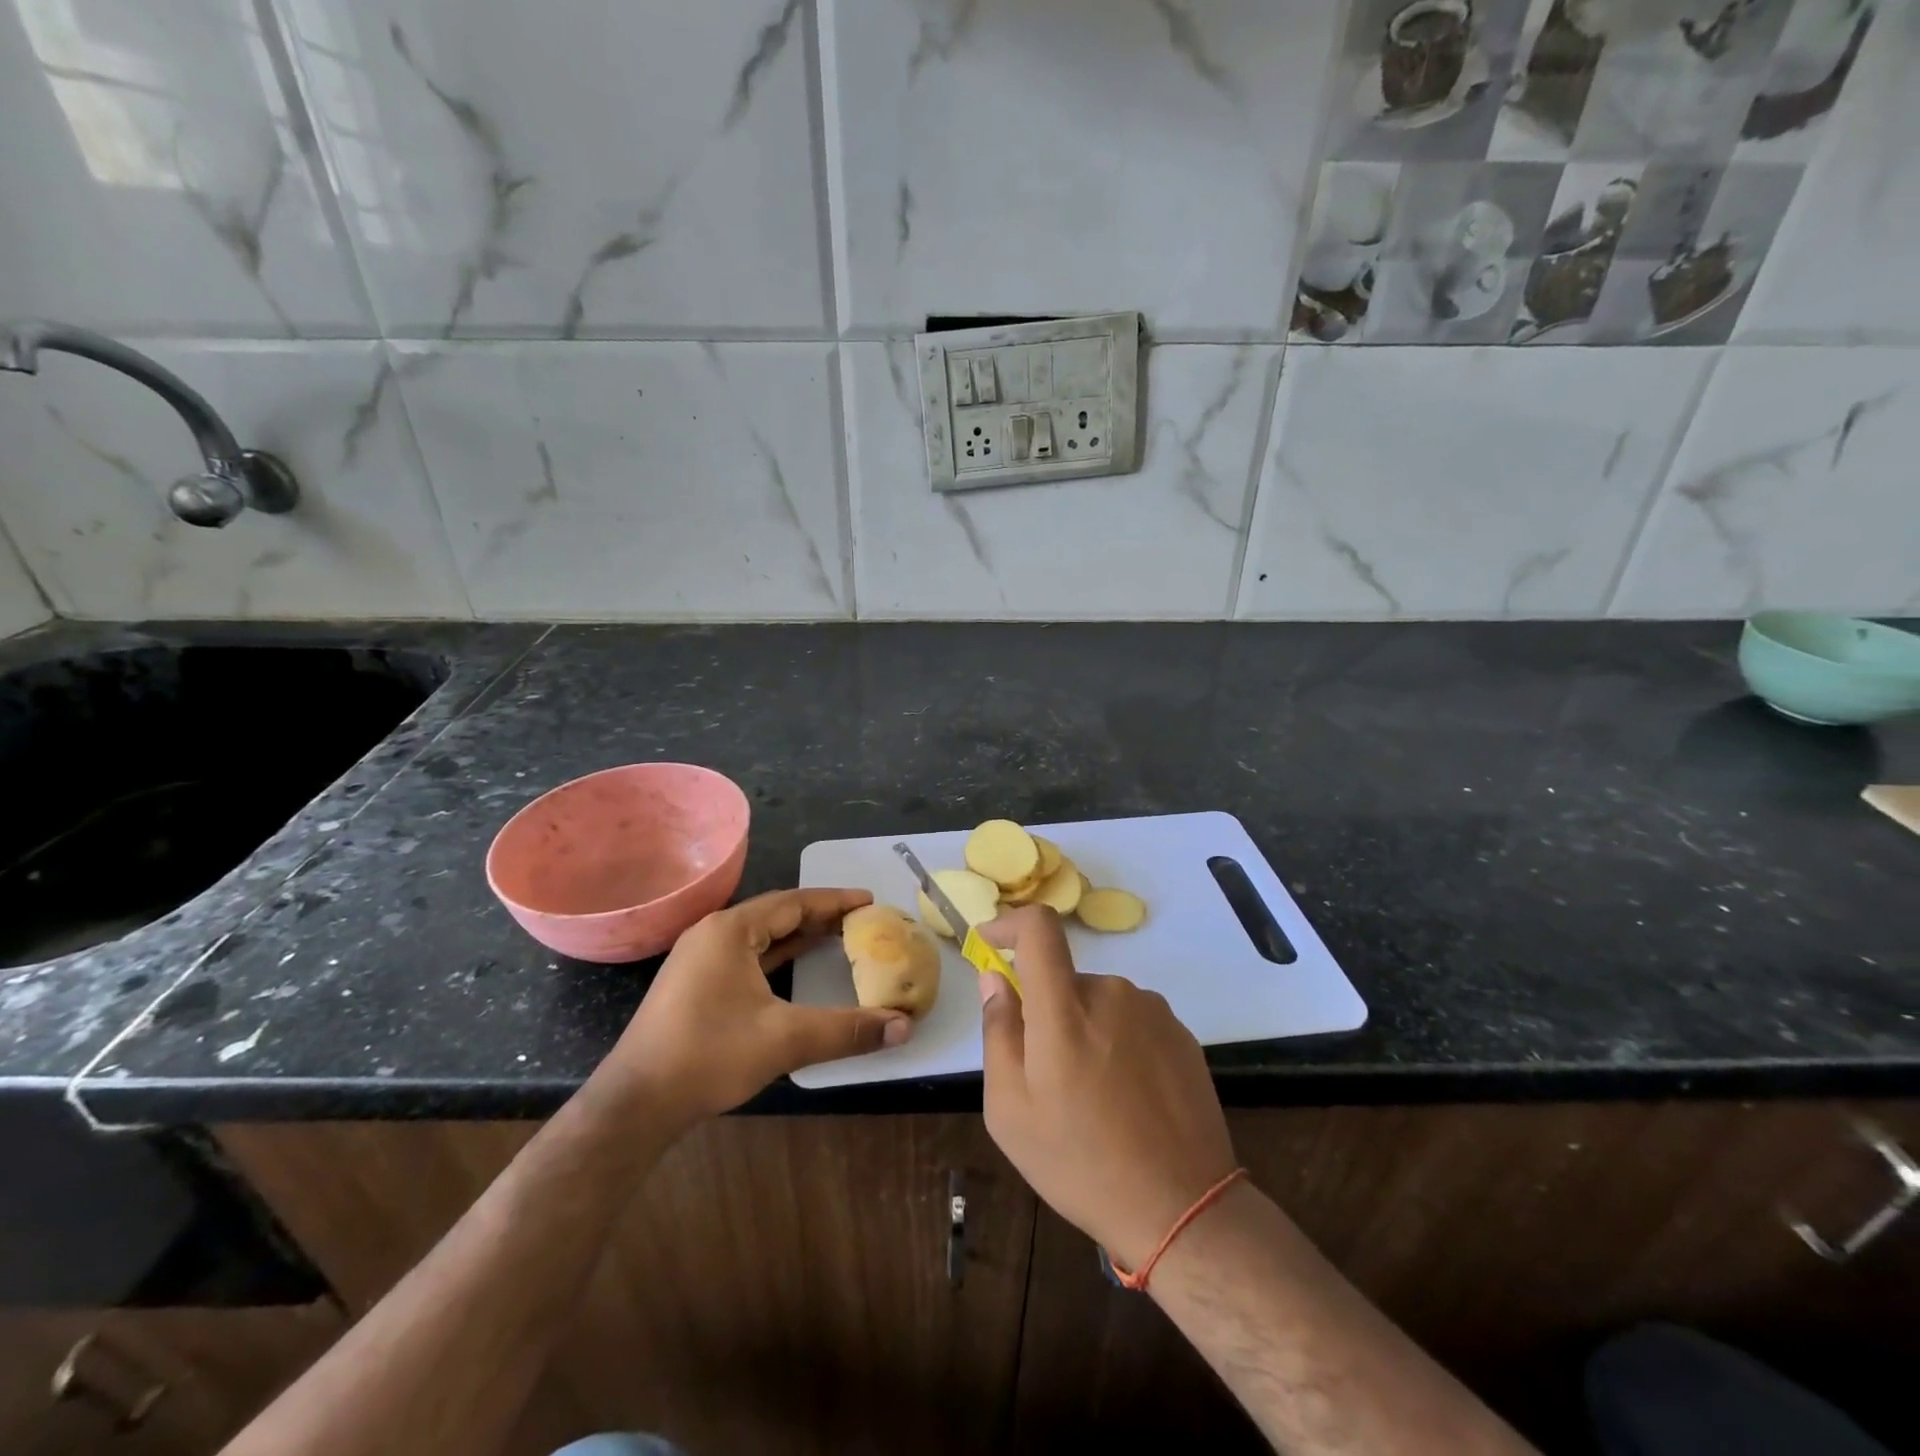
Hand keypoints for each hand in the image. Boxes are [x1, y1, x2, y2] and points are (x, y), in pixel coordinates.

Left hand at [609, 888, 912, 1126]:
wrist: (636, 1103)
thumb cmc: (709, 1055)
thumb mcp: (785, 1039)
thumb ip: (847, 1030)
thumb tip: (903, 1027)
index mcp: (731, 930)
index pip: (794, 902)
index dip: (834, 900)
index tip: (869, 901)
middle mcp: (713, 934)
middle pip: (776, 913)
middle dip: (819, 915)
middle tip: (859, 920)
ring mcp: (699, 958)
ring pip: (759, 934)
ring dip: (797, 934)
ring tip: (836, 936)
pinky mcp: (694, 983)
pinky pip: (745, 954)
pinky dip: (775, 954)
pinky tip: (794, 965)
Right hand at [979, 906, 1236, 1273]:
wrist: (1182, 1208)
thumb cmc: (1080, 1162)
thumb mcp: (1010, 1110)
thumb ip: (998, 1032)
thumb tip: (995, 978)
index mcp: (1064, 1009)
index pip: (1039, 928)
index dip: (1011, 922)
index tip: (992, 943)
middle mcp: (1111, 993)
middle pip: (1064, 978)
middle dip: (1047, 1011)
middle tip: (1048, 1075)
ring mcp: (1152, 1010)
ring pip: (1099, 1002)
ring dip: (1085, 1030)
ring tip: (1093, 1097)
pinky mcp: (1180, 1032)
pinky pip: (1132, 1020)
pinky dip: (1119, 1044)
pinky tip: (1128, 1099)